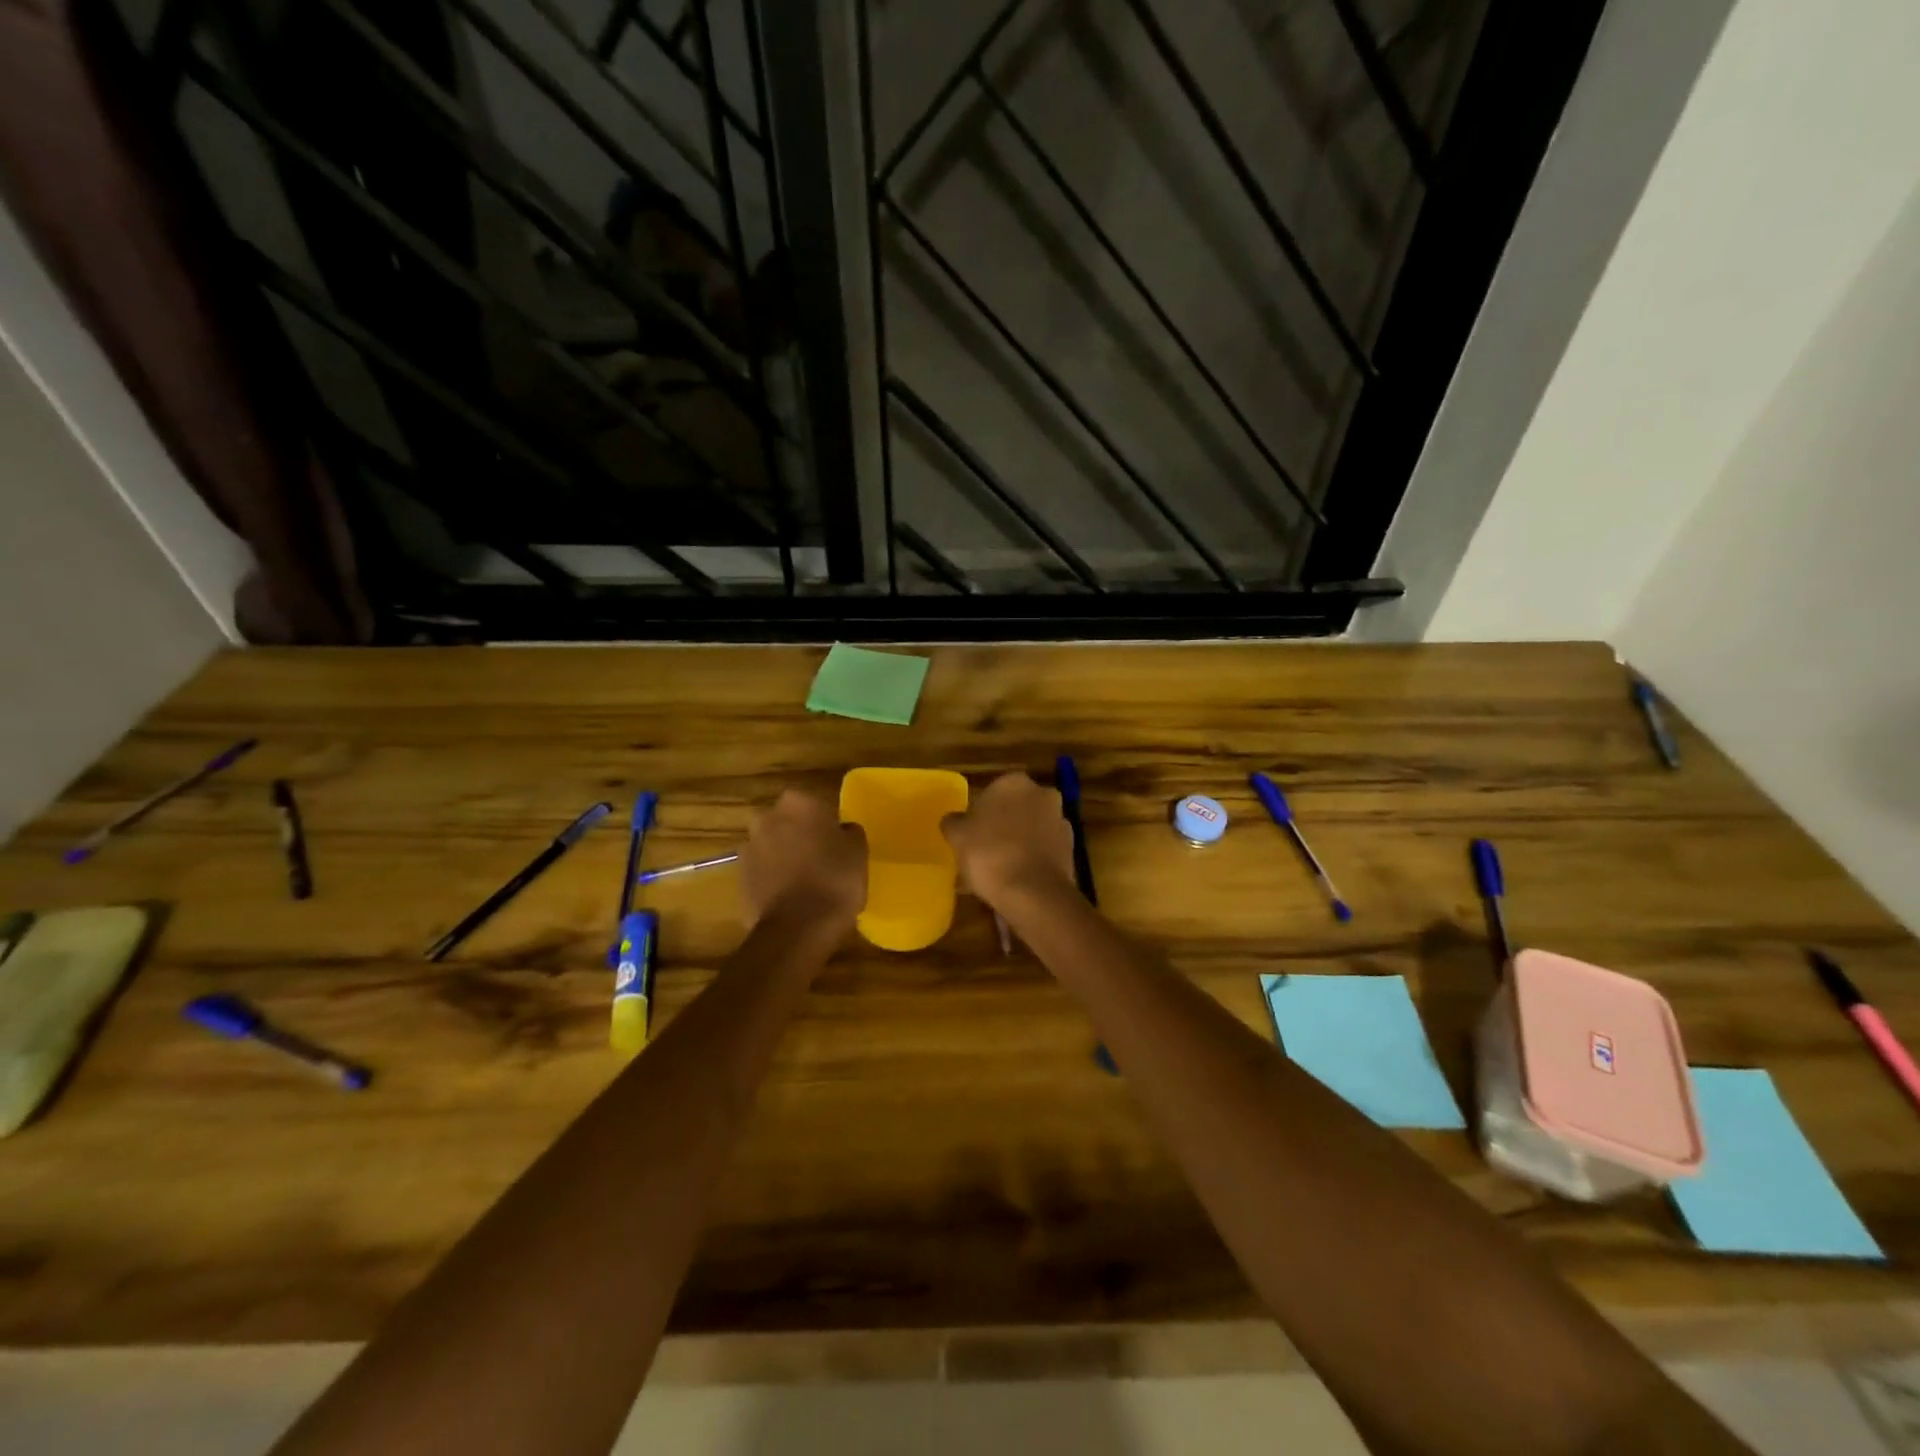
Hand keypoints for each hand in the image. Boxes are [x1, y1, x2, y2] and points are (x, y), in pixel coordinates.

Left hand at [739, 790, 866, 930]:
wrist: (797, 929)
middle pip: (788, 821)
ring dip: (784, 855)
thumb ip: (849, 832)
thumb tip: (842, 830)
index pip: (816, 803)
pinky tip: (789, 896)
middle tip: (821, 857)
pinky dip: (772, 878)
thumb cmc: (835, 880)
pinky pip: (762, 870)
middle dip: (800, 834)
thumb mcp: (859, 851)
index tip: (837, 841)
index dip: (827, 822)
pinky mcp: (739, 876)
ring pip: (772, 845)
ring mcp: (749, 846)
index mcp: (799, 802)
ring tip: (805, 881)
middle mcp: (767, 816)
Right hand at [942, 772, 1075, 909]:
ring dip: (1020, 843)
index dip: (981, 814)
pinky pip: (1044, 851)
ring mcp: (1060, 820)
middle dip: (1004, 825)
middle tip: (985, 850)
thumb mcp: (957, 836)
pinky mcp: (1071, 848)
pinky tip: (1018, 881)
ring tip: (1001, 871)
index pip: (993, 791)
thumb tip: (954, 819)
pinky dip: (1034, 860)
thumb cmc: (989, 853)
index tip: (972, 834)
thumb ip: (954, 822)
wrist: (1032, 891)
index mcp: (1013, 782)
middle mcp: (1042, 793)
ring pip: (1033, 829)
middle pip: (1016, 808)